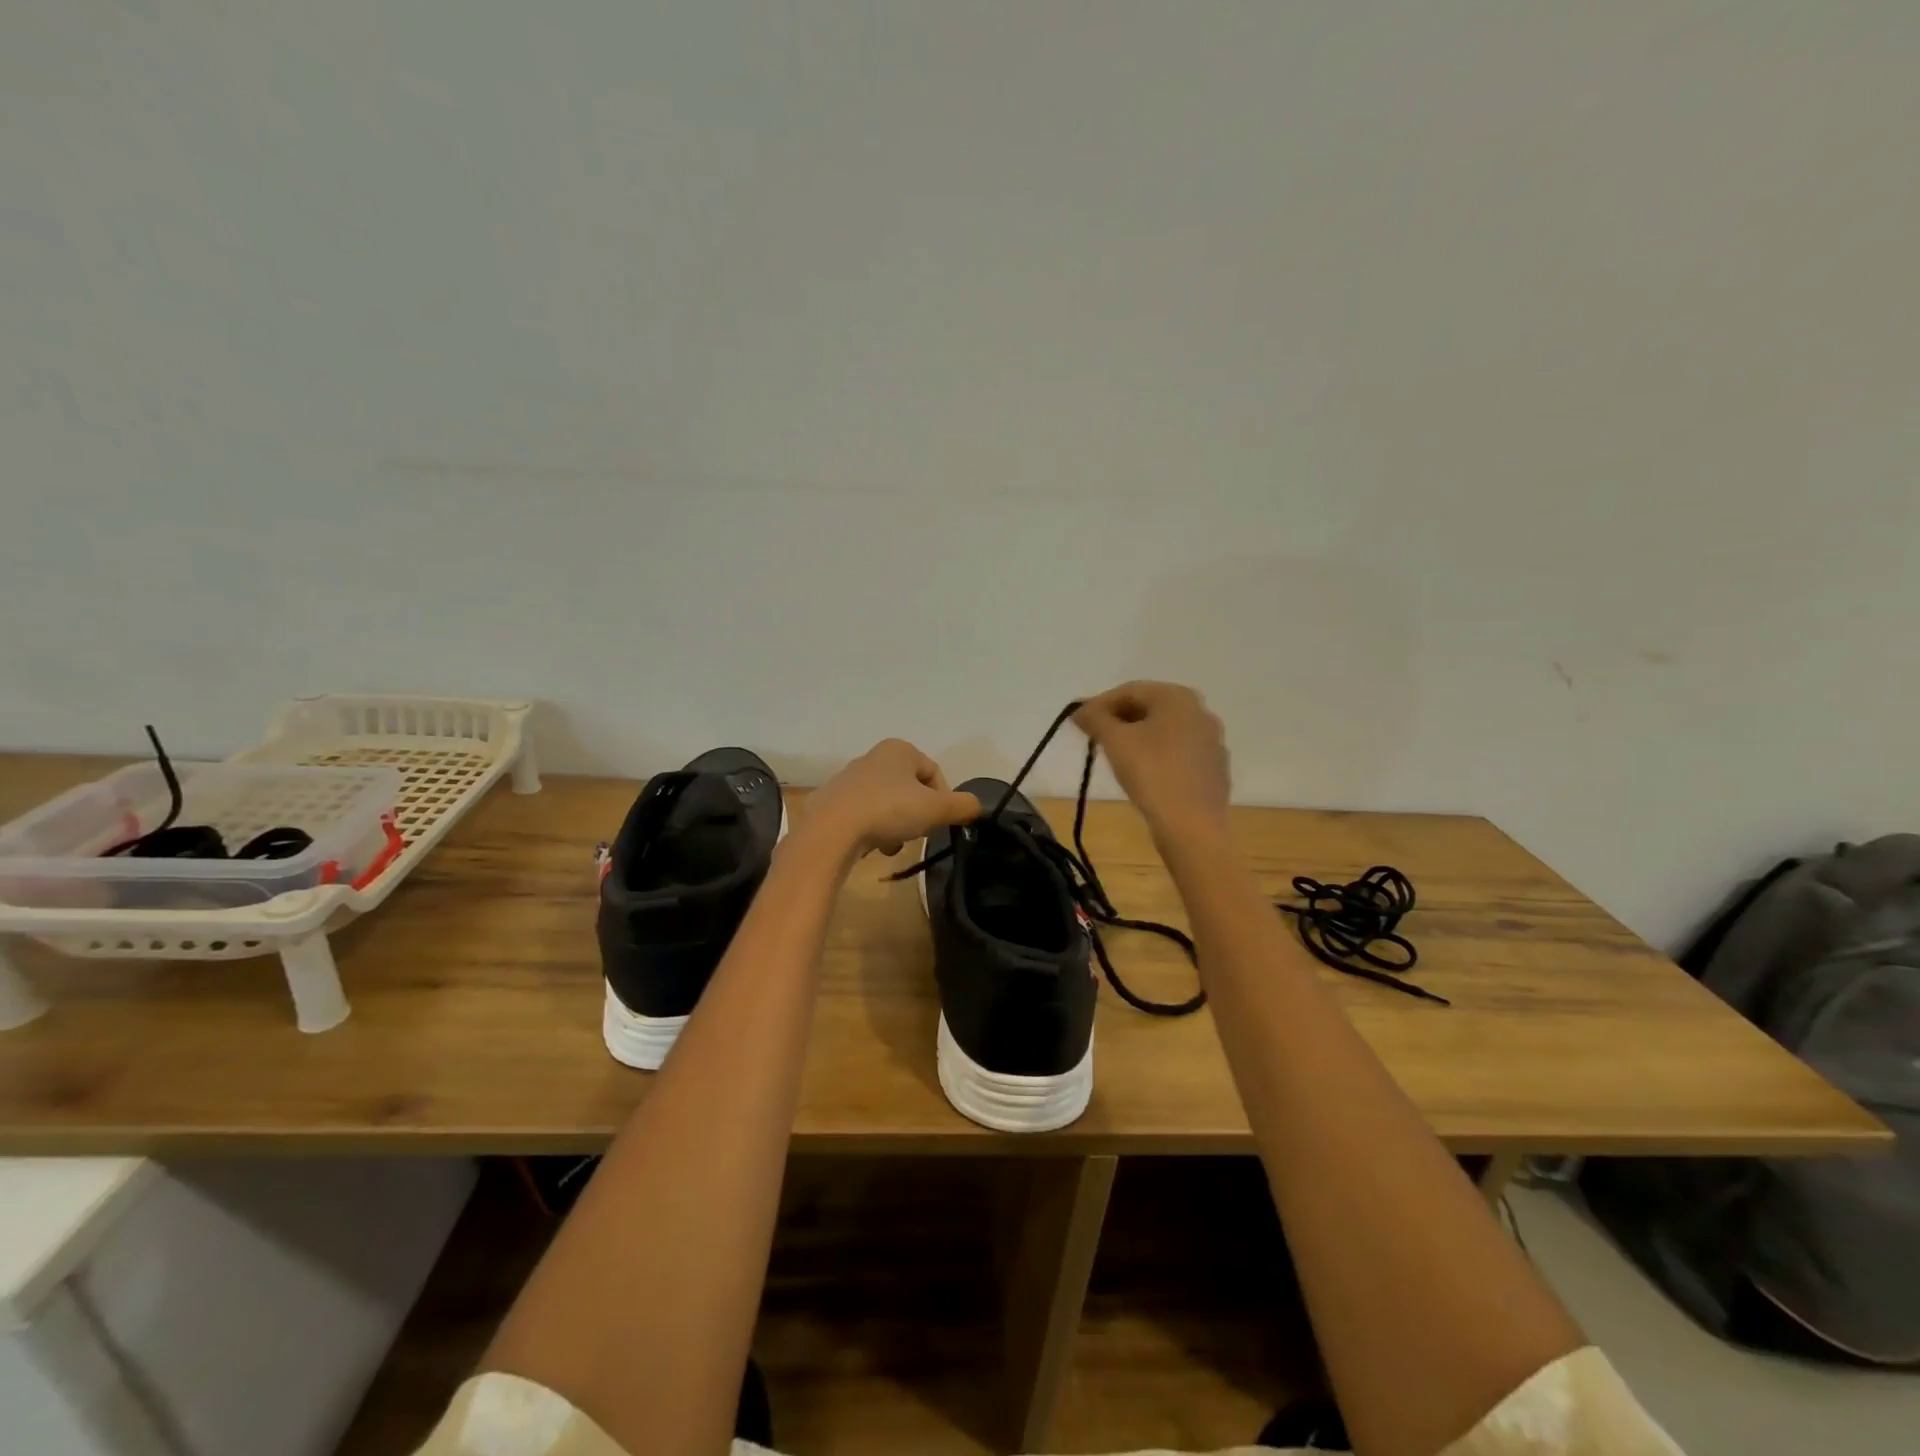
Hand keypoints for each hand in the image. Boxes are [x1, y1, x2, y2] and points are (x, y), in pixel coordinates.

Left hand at [798, 738, 981, 859]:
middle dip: (917, 815)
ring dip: (896, 825)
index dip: (943, 800)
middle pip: (910, 789)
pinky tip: (872, 847)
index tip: (939, 823)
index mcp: (899, 749)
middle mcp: (873, 756)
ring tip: (893, 846)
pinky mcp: (832, 801)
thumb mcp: (936, 809)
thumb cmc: (889, 810)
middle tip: (918, 835)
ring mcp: (849, 778)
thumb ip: (962, 806)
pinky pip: (863, 815)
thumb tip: (977, 807)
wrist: (831, 830)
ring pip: (887, 803)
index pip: (934, 773)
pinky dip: (873, 829)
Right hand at [1074, 682, 1229, 841]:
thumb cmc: (1152, 773)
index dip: (1099, 704)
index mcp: (1178, 697)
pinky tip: (1143, 774)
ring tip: (1114, 756)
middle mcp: (1200, 711)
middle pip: (1149, 708)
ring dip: (1137, 737)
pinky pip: (1178, 752)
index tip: (1078, 723)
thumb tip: (1080, 710)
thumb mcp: (1115, 741)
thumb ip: (1095, 719)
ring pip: (1164, 731)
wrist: (1192, 826)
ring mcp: (1211, 741)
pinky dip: (1157, 755)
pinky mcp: (1214, 768)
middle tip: (1094, 738)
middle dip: (1119, 720)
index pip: (1130, 691)